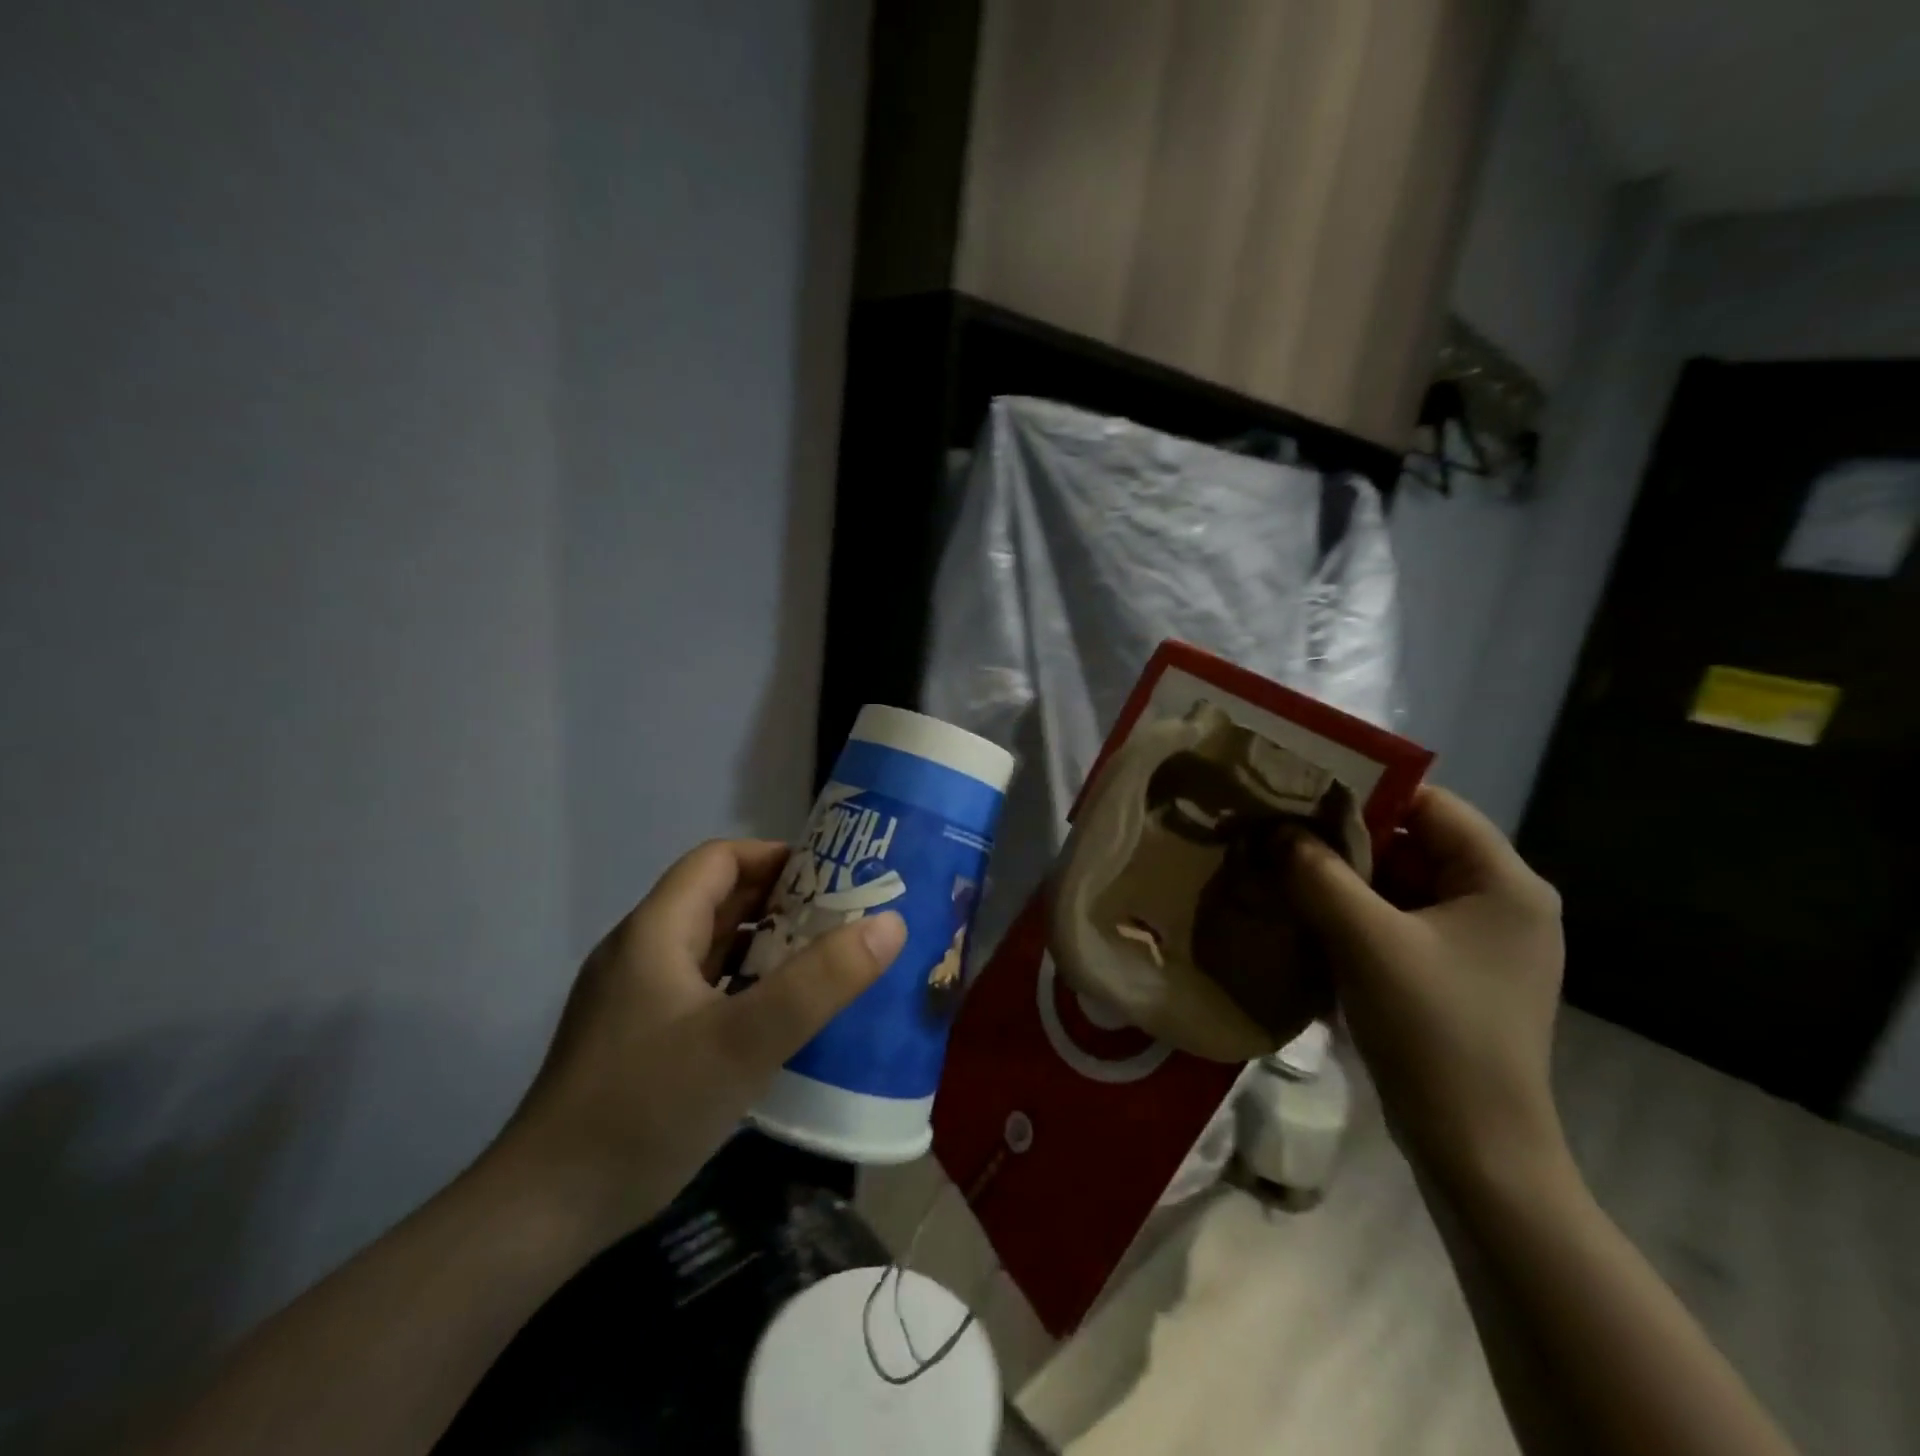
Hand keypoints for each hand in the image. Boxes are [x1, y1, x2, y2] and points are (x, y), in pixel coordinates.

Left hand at [491, 839, 906, 1245]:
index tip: (834, 874)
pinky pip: (701, 991)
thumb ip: (819, 982)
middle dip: (781, 901)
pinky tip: (778, 1019)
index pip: (719, 859)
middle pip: (717, 901)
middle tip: (845, 916)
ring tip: (825, 961)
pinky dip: (744, 987)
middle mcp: (641, 953)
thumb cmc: (645, 1109)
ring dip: (765, 946)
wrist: (540, 1215)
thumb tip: (891, 923)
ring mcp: (634, 1000)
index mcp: (656, 931)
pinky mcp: (637, 1041)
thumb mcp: (744, 1042)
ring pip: (710, 949)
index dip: (776, 855)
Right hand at [1285, 787, 1566, 1187]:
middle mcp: (1502, 902)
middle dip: (1344, 839)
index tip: (1298, 792)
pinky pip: (1399, 921)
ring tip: (1281, 869)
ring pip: (1401, 884)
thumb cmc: (1433, 1032)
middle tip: (1278, 833)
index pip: (1430, 805)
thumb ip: (1318, 873)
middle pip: (1412, 844)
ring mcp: (1479, 942)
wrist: (1474, 1148)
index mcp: (1505, 882)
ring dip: (1344, 879)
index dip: (1364, 792)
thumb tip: (1275, 829)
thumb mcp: (1366, 940)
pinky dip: (1355, 914)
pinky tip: (1307, 915)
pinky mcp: (1455, 973)